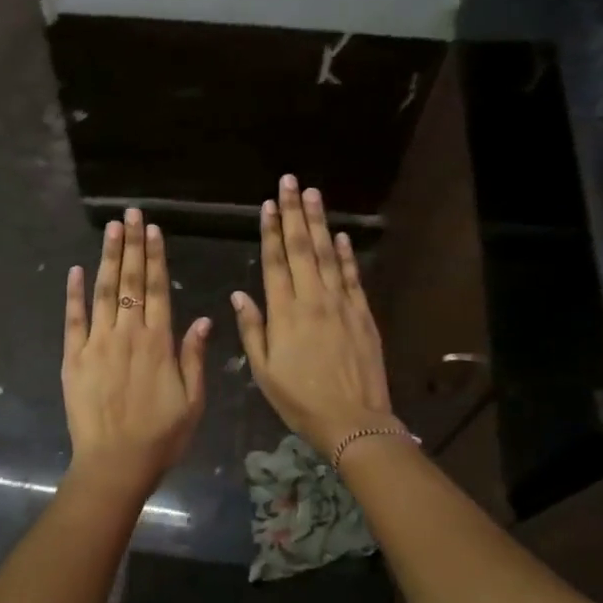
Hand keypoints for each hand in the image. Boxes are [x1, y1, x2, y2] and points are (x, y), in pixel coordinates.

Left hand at [62, 207, 209, 489]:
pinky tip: (75, 271)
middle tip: (130, 214)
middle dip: (131, 245)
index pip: (156, 289)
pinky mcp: (72, 358)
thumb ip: (194, 357)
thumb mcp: (193, 401)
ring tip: (111, 229)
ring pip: (103, 292)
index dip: (154, 257)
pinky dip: (73, 294)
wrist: (114, 465)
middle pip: (129, 281)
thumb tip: (202, 318)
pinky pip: (72, 320)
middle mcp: (127, 334)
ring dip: (106, 258)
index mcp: (158, 343)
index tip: (152, 230)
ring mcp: (96, 344)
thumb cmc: (160, 437)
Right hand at [231, 175, 396, 458]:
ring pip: (328, 255)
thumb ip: (252, 329)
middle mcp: (313, 299)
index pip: (275, 262)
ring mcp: (341, 304)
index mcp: (285, 313)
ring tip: (314, 195)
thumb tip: (239, 294)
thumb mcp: (263, 371)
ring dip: (320, 223)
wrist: (352, 420)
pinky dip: (347, 254)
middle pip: (302, 248)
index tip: (267, 204)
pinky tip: (341, 236)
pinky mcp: (362, 314)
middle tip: (291, 183)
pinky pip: (353, 277)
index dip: (270, 231)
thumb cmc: (300, 399)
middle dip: (295, 213)